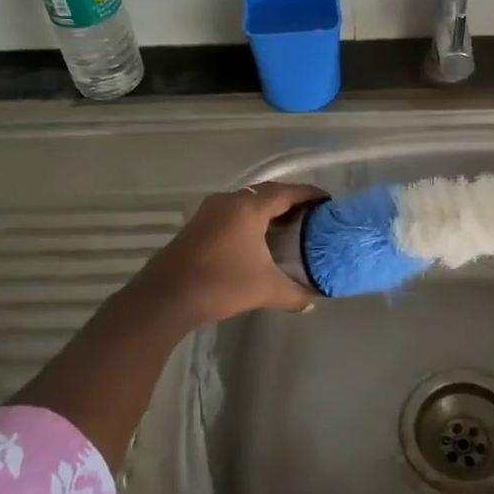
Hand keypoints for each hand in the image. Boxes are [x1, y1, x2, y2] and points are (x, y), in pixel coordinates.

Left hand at [130, 182, 325, 323]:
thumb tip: (313, 302)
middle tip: (310, 214)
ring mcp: (210, 211)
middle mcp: (230, 201)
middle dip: (290, 200)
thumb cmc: (221, 284)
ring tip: (287, 225)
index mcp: (250, 208)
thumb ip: (294, 294)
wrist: (166, 297)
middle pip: (267, 193)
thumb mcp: (265, 290)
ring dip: (267, 210)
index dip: (309, 195)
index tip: (327, 201)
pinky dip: (249, 219)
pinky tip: (256, 238)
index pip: (287, 192)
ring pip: (247, 202)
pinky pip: (232, 212)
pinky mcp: (197, 224)